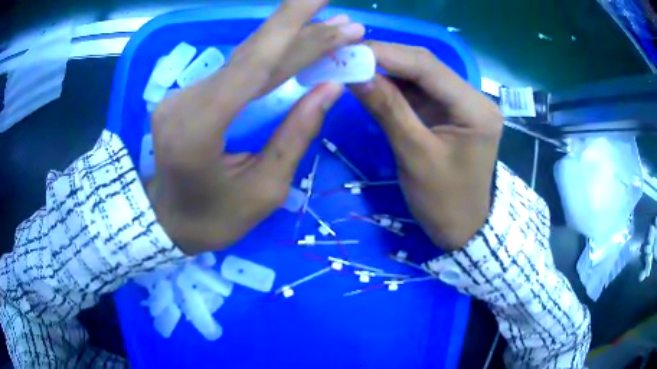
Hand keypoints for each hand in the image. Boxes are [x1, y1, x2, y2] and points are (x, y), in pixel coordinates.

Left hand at [148, 1, 364, 254]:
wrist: (167, 221)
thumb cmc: (214, 219)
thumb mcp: (264, 190)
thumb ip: (295, 134)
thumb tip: (330, 88)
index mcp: (200, 129)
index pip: (255, 66)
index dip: (297, 32)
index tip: (333, 10)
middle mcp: (186, 101)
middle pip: (251, 54)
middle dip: (300, 28)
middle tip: (343, 18)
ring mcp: (183, 94)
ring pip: (244, 57)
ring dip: (289, 39)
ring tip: (330, 27)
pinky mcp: (188, 94)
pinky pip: (235, 69)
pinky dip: (268, 55)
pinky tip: (295, 44)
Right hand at [351, 42, 502, 250]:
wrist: (464, 228)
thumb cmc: (445, 202)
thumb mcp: (415, 156)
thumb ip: (388, 109)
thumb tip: (354, 73)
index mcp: (475, 109)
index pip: (427, 67)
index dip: (386, 54)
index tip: (347, 51)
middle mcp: (473, 98)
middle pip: (426, 65)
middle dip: (384, 58)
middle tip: (345, 56)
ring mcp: (461, 103)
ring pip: (420, 75)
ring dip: (386, 69)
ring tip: (352, 66)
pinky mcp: (449, 111)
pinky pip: (419, 91)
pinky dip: (394, 85)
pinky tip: (371, 81)